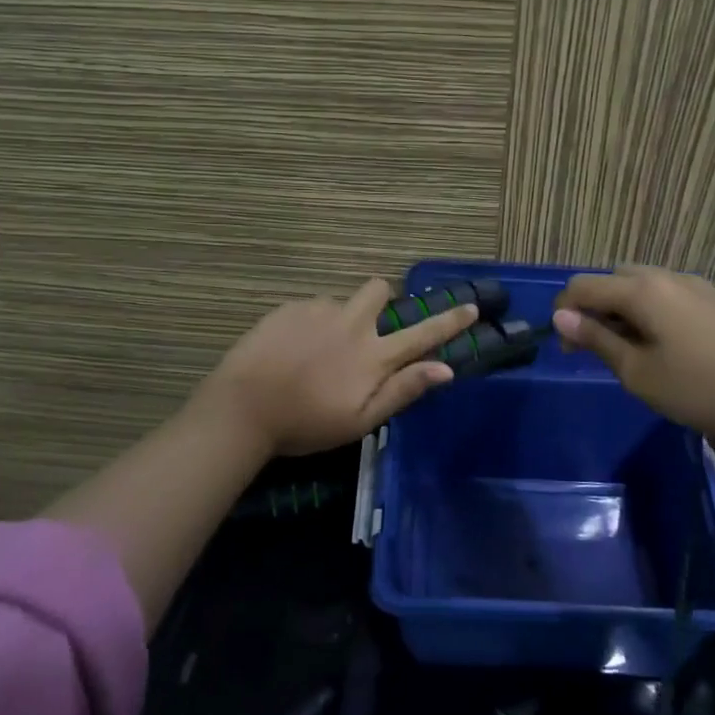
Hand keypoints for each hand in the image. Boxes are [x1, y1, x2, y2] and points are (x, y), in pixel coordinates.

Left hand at [197, 279, 475, 455]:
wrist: (244, 406)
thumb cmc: (305, 424)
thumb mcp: (360, 420)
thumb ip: (403, 391)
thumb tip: (446, 369)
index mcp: (373, 356)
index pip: (422, 333)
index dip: (450, 320)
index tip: (470, 307)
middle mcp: (351, 324)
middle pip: (379, 290)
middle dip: (381, 301)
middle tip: (366, 329)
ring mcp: (317, 311)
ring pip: (341, 302)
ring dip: (340, 319)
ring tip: (316, 353)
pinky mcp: (288, 308)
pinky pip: (311, 308)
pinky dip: (310, 325)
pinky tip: (291, 352)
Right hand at [551, 267, 714, 451]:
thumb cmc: (704, 390)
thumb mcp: (639, 373)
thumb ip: (597, 341)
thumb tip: (560, 316)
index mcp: (642, 290)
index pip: (583, 286)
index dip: (564, 313)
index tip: (566, 350)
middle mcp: (666, 276)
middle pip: (612, 279)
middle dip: (593, 308)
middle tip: (595, 350)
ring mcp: (696, 286)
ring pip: (641, 285)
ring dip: (621, 310)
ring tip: (628, 351)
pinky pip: (666, 295)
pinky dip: (648, 312)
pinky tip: (663, 347)